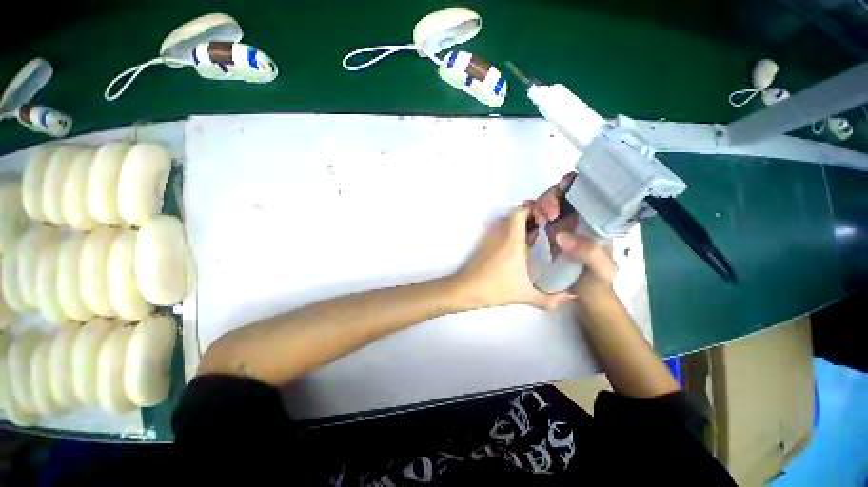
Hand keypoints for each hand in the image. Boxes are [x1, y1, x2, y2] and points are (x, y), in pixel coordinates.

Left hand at [451, 205, 574, 310]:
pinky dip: (508, 231)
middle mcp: (500, 234)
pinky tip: (517, 246)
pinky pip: (498, 230)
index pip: (519, 212)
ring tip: (534, 234)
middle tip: (545, 225)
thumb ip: (550, 299)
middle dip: (529, 216)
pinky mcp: (483, 244)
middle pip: (513, 215)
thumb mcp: (525, 295)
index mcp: (512, 240)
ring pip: (505, 222)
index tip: (547, 214)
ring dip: (518, 224)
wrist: (466, 289)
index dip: (532, 208)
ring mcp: (489, 238)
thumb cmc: (496, 288)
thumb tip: (572, 297)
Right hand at [528, 172, 616, 288]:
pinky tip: (524, 211)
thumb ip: (589, 252)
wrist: (583, 299)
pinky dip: (529, 212)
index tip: (562, 188)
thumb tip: (560, 236)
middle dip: (551, 198)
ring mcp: (558, 228)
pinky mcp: (543, 236)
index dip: (573, 186)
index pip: (584, 195)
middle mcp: (575, 222)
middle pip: (561, 198)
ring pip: (546, 207)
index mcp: (593, 223)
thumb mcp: (602, 269)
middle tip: (545, 213)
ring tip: (536, 217)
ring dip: (539, 205)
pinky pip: (534, 220)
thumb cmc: (597, 283)